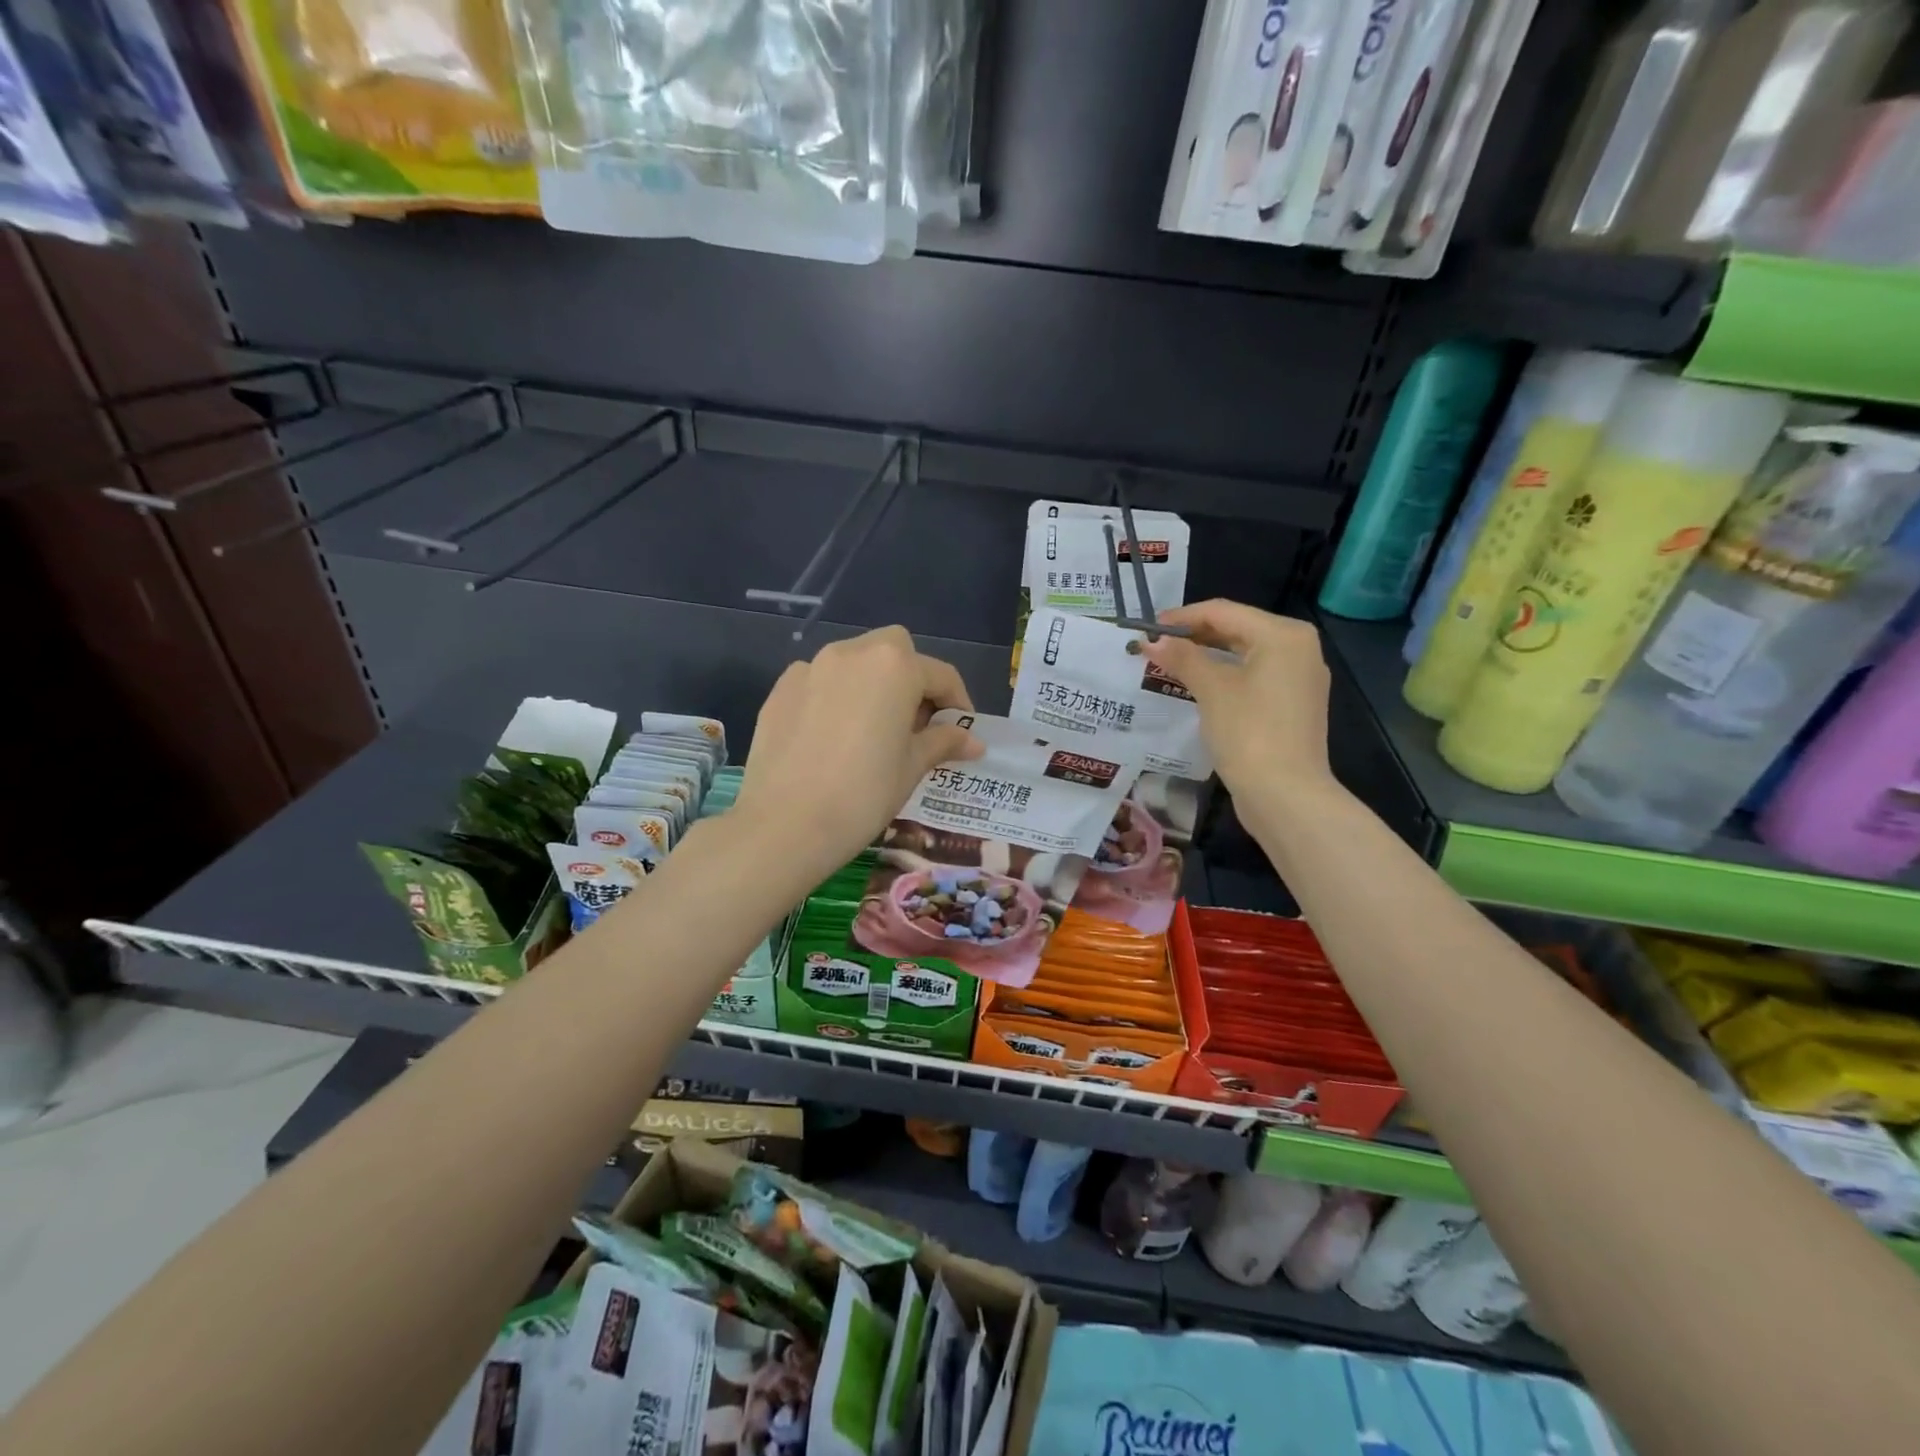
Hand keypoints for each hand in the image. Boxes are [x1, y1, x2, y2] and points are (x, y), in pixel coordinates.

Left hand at [736, 627, 982, 877]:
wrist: (785, 825)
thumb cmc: (863, 794)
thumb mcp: (912, 767)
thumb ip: (942, 742)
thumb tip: (973, 740)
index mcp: (894, 666)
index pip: (940, 675)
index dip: (957, 703)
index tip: (961, 732)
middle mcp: (852, 653)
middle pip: (894, 651)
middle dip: (911, 679)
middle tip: (915, 724)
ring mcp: (810, 668)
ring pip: (854, 662)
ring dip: (872, 685)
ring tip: (872, 731)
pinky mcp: (780, 690)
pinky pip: (819, 682)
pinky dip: (835, 697)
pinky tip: (832, 737)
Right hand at [1139, 600, 1334, 809]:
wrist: (1286, 795)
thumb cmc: (1249, 732)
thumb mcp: (1211, 689)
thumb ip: (1182, 658)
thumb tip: (1152, 640)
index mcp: (1283, 635)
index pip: (1223, 612)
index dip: (1181, 618)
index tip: (1146, 629)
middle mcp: (1298, 648)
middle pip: (1236, 629)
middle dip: (1193, 636)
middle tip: (1155, 646)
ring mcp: (1299, 678)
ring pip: (1244, 654)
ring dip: (1206, 656)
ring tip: (1169, 663)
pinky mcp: (1293, 704)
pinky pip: (1253, 676)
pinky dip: (1224, 675)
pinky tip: (1197, 685)